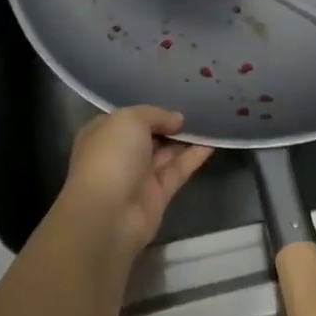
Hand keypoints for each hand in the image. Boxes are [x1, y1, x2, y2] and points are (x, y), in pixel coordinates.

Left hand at [58, 106, 213, 257]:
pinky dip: (193, 158)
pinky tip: (211, 143)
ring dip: (185, 140)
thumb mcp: (131, 119)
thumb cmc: (112, 156)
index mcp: (103, 134)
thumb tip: (177, 120)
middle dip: (170, 125)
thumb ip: (156, 114)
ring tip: (210, 123)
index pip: (128, 118)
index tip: (175, 102)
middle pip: (149, 136)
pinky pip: (177, 171)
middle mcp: (119, 154)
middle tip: (198, 110)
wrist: (108, 214)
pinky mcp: (157, 196)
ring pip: (165, 154)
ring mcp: (138, 177)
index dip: (151, 112)